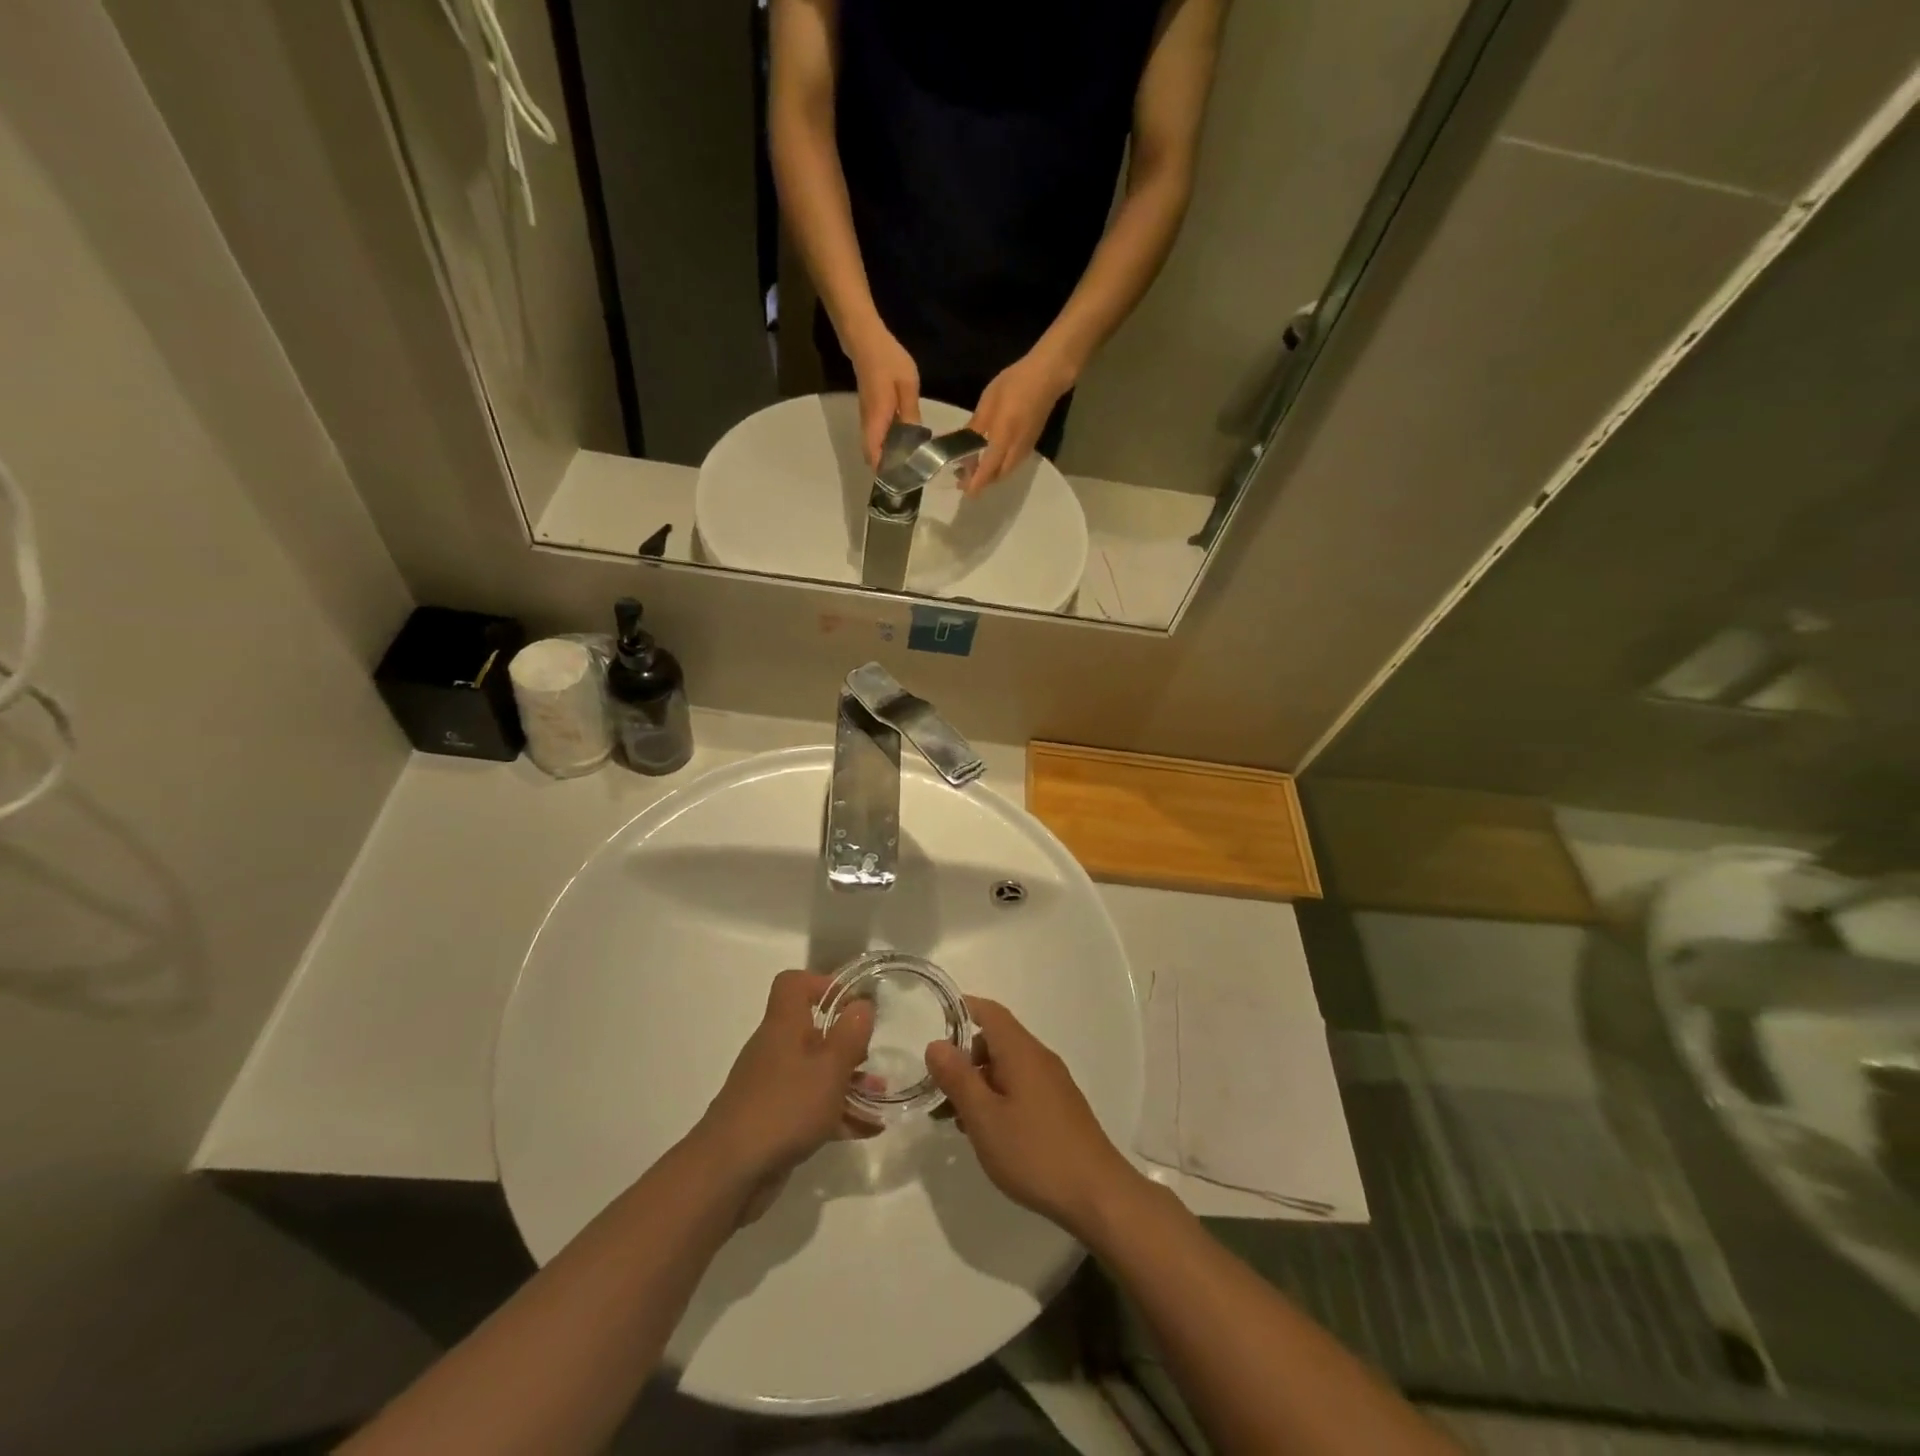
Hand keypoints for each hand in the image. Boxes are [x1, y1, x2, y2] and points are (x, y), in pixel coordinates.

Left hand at [693, 971, 874, 1210]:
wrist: (728, 1173)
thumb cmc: (784, 1108)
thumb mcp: (829, 1068)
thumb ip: (850, 1034)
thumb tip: (863, 1003)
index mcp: (784, 1026)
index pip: (793, 984)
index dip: (823, 985)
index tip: (853, 1004)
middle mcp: (775, 1049)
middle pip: (812, 1030)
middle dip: (846, 1042)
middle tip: (872, 1057)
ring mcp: (772, 1086)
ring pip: (815, 1071)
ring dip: (847, 1080)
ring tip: (879, 1096)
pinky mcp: (774, 1120)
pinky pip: (811, 1106)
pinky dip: (837, 1113)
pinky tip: (867, 1129)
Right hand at [845, 320, 921, 467]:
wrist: (865, 340)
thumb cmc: (888, 360)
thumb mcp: (908, 385)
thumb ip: (911, 412)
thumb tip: (916, 438)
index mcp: (877, 420)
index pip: (875, 455)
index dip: (885, 472)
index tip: (901, 483)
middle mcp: (868, 424)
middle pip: (873, 456)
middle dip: (888, 470)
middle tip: (910, 478)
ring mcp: (866, 420)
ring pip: (874, 448)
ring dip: (887, 459)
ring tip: (909, 467)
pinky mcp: (869, 414)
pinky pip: (876, 438)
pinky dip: (887, 447)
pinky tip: (904, 447)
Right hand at [925, 998, 1139, 1237]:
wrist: (1098, 1194)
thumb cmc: (1034, 1152)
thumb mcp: (984, 1117)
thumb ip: (958, 1078)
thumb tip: (936, 1043)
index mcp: (1021, 1051)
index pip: (988, 1012)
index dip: (960, 1011)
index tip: (932, 1027)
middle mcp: (1039, 1058)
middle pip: (995, 1040)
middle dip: (963, 1058)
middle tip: (937, 1090)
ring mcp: (1052, 1083)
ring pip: (1006, 1067)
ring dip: (978, 1084)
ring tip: (955, 1120)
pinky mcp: (1059, 1107)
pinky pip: (1020, 1087)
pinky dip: (997, 1098)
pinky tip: (987, 1133)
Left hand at [961, 345, 1076, 493]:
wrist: (1046, 377)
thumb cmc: (1014, 385)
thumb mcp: (988, 403)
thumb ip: (975, 426)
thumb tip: (961, 444)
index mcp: (1003, 440)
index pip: (987, 471)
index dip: (975, 484)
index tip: (964, 491)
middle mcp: (1015, 450)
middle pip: (997, 476)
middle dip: (982, 482)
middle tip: (965, 478)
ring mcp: (1025, 448)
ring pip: (1006, 471)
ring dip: (992, 475)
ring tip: (976, 469)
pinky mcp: (1031, 444)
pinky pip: (1013, 463)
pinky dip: (1000, 467)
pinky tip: (992, 458)